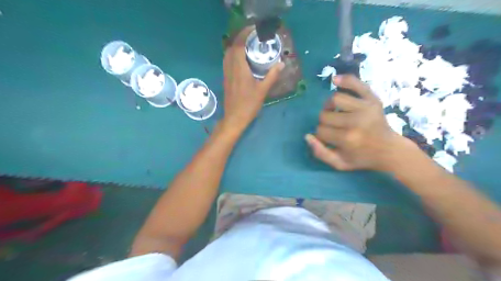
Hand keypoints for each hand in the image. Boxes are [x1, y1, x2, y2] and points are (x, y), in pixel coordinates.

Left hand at [222, 28, 282, 133]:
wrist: (234, 118)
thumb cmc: (248, 105)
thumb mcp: (262, 90)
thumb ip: (272, 75)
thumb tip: (281, 63)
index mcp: (239, 68)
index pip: (239, 45)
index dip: (245, 34)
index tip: (254, 29)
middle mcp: (230, 67)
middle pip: (232, 47)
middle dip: (241, 38)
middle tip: (253, 37)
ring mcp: (226, 73)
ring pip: (228, 54)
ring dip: (236, 46)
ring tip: (248, 45)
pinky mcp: (226, 78)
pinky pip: (227, 61)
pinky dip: (233, 55)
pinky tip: (242, 59)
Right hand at [308, 74, 417, 170]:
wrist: (389, 150)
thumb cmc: (362, 158)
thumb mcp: (339, 164)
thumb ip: (320, 153)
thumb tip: (307, 136)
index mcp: (347, 139)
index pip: (320, 131)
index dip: (321, 135)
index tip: (329, 139)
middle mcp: (356, 122)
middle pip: (324, 115)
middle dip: (324, 122)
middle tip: (333, 127)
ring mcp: (366, 108)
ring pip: (335, 99)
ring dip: (329, 106)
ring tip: (335, 111)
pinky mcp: (373, 99)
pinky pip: (355, 83)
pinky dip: (344, 79)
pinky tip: (335, 80)